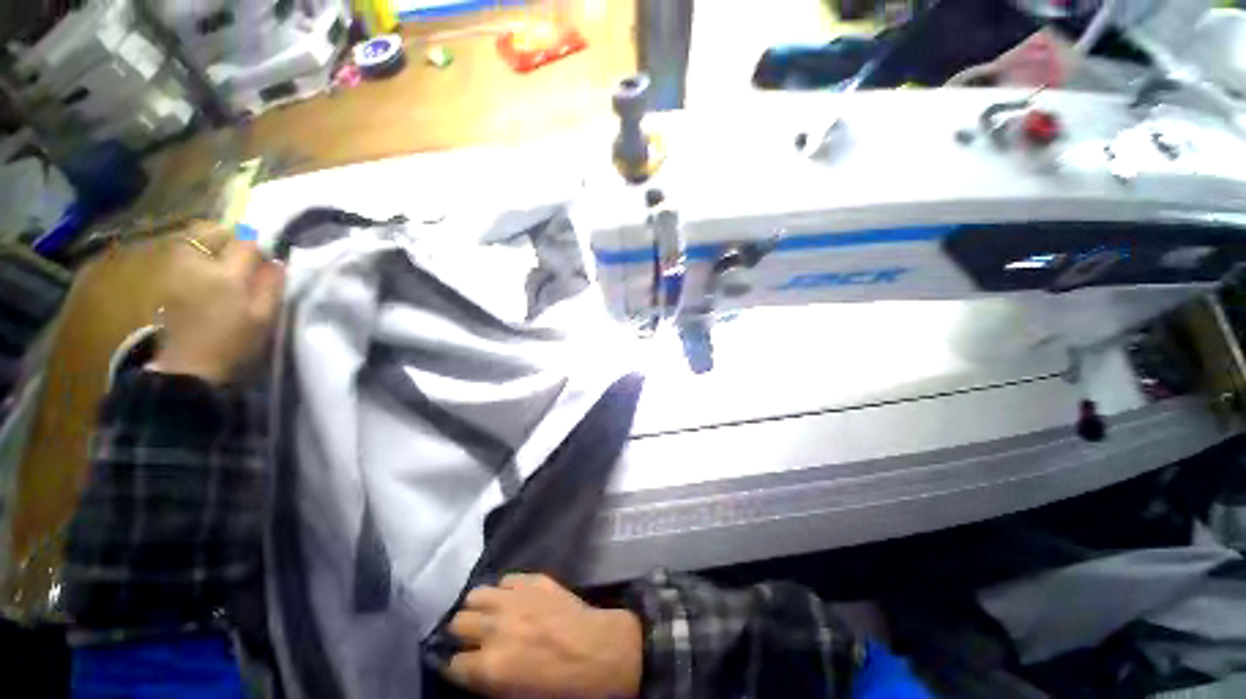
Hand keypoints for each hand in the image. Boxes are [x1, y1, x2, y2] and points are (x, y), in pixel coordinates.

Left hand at [149, 222, 284, 383]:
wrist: (190, 367)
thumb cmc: (234, 342)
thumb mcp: (264, 317)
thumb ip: (271, 285)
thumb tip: (277, 262)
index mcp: (225, 273)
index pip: (246, 242)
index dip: (260, 246)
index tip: (268, 259)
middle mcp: (196, 264)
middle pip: (212, 232)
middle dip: (230, 238)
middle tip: (244, 255)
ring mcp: (176, 271)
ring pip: (193, 241)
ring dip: (210, 244)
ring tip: (223, 262)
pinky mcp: (166, 282)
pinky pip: (182, 256)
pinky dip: (196, 257)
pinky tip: (205, 274)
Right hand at [447, 573, 642, 697]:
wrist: (598, 650)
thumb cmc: (560, 684)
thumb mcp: (515, 696)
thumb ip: (486, 679)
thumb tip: (468, 667)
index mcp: (490, 666)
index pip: (451, 664)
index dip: (456, 666)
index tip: (462, 664)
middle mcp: (495, 628)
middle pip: (457, 622)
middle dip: (462, 633)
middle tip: (474, 638)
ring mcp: (514, 598)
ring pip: (476, 594)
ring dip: (479, 606)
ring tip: (488, 614)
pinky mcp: (533, 579)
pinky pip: (506, 579)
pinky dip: (505, 589)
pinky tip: (514, 599)